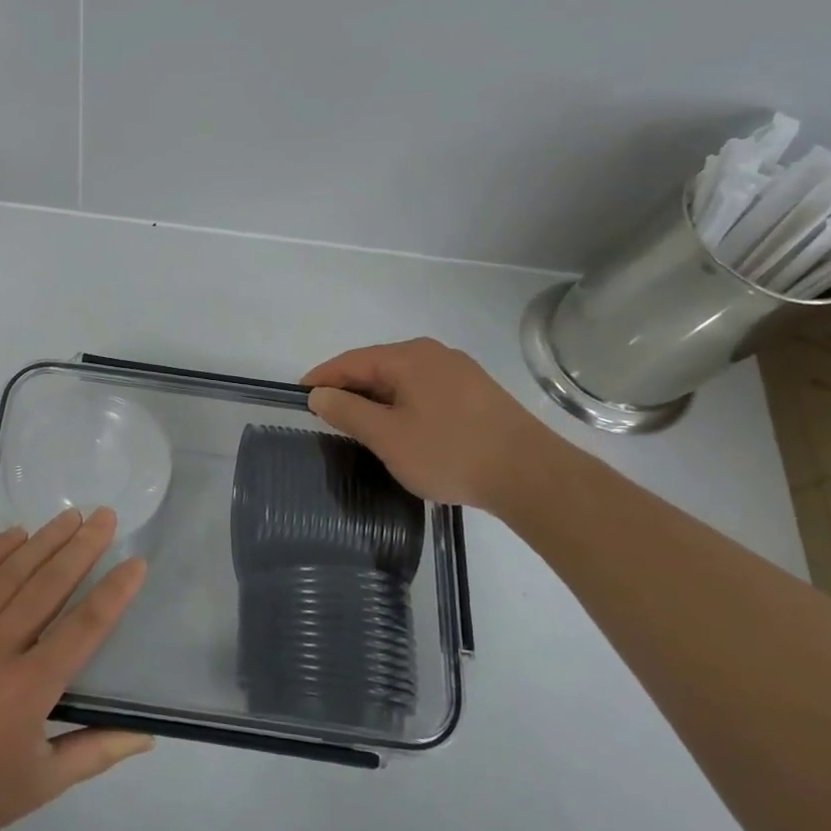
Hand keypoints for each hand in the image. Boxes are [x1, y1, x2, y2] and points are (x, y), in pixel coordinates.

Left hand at [0, 508, 150, 830]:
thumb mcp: (42, 783)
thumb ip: (97, 751)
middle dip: (81, 548)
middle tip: (105, 516)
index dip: (113, 593)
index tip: (135, 563)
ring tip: (70, 516)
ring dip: (43, 541)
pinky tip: (16, 533)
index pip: (83, 628)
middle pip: (48, 587)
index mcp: (29, 689)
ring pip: (9, 574)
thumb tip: (148, 735)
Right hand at [303, 337, 546, 508]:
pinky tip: (401, 431)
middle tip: (326, 416)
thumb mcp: (387, 437)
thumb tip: (318, 395)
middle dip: (350, 390)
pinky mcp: (477, 395)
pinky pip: (425, 392)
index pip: (351, 361)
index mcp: (409, 357)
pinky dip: (403, 407)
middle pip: (377, 367)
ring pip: (403, 381)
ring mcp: (460, 373)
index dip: (322, 378)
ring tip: (359, 427)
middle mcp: (434, 355)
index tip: (299, 396)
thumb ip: (347, 412)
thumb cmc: (449, 452)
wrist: (531, 476)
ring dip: (377, 401)